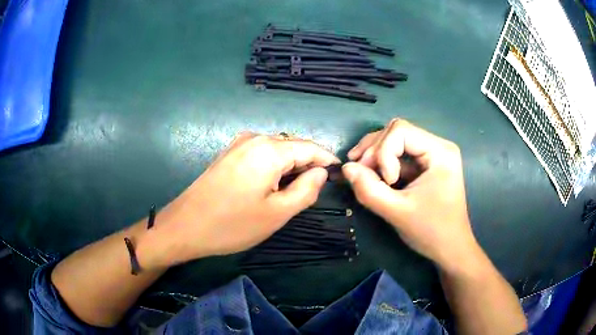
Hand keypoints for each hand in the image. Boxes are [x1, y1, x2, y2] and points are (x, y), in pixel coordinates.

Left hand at [142, 133, 337, 267]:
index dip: (327, 160)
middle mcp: (255, 138)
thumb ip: (306, 190)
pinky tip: (273, 184)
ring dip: (291, 166)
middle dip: (309, 164)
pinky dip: (274, 166)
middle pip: (293, 146)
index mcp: (270, 150)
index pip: (310, 148)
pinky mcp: (229, 154)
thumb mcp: (277, 213)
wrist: (185, 226)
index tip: (340, 174)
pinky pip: (261, 154)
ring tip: (296, 190)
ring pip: (277, 150)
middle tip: (317, 189)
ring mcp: (239, 144)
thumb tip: (320, 173)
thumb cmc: (232, 224)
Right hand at [342, 119, 478, 272]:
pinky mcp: (425, 165)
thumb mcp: (398, 213)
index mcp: (440, 152)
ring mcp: (432, 154)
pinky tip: (371, 174)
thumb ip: (369, 190)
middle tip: (359, 173)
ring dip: (374, 154)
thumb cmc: (431, 231)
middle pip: (397, 131)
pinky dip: (382, 162)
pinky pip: (399, 154)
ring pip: (395, 140)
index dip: (383, 152)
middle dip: (374, 150)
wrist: (450, 248)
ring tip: (360, 172)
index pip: (401, 131)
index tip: (386, 182)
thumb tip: (346, 168)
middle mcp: (438, 146)